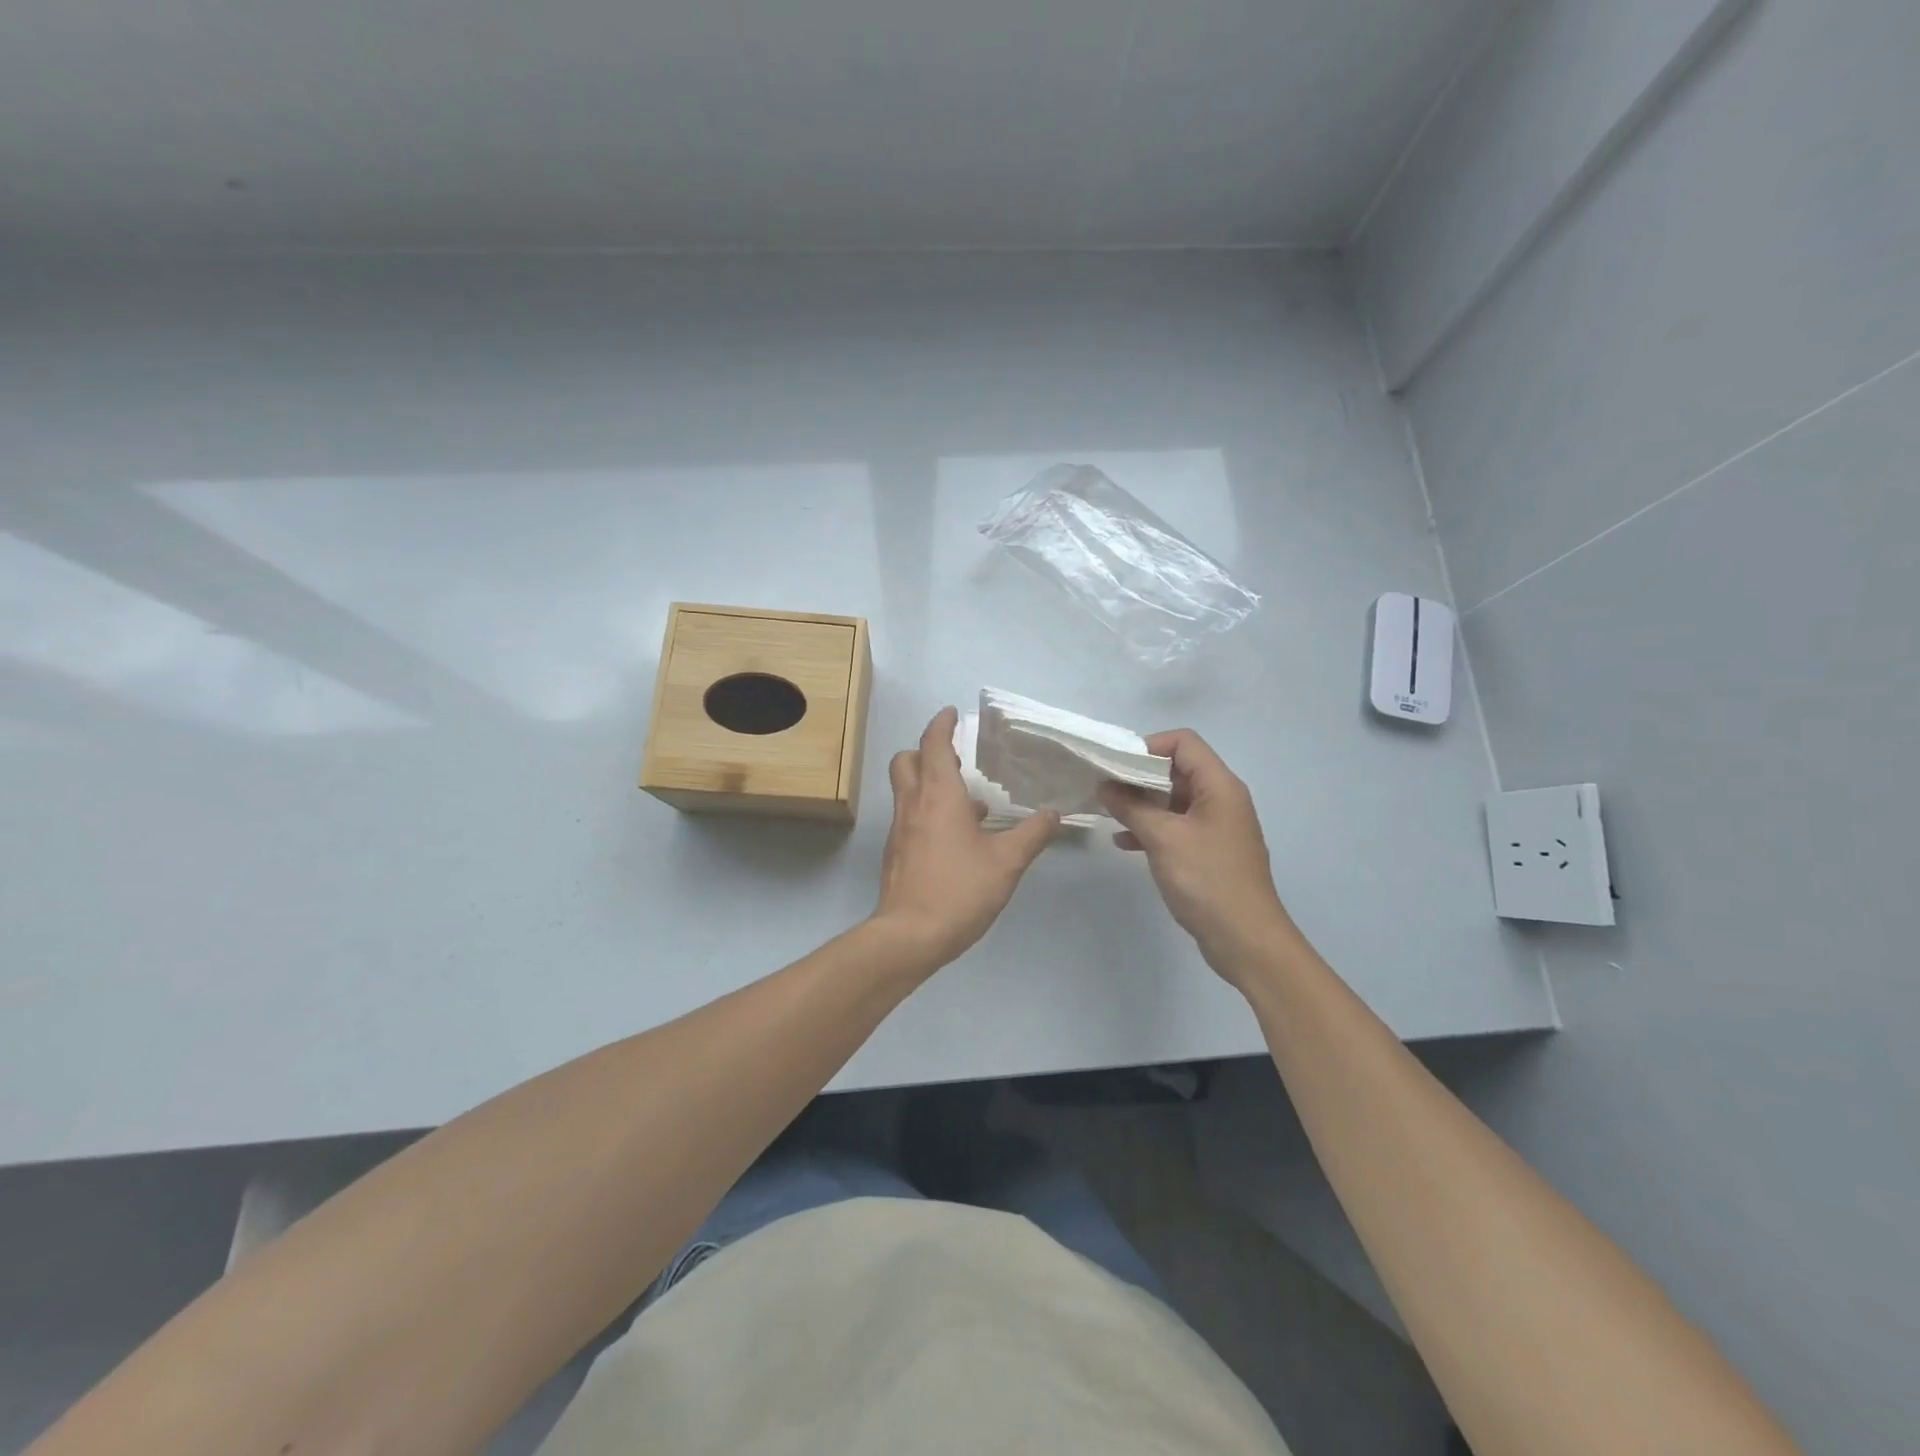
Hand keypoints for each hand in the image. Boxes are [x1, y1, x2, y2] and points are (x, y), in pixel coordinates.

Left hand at [873, 707, 1058, 971]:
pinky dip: (929, 811)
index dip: (942, 724)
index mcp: (938, 795)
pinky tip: (959, 838)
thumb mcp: (1007, 862)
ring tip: (970, 801)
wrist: (910, 936)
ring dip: (930, 783)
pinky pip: (910, 816)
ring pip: (907, 789)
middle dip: (926, 751)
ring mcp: (900, 829)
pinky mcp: (897, 852)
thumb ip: (1032, 834)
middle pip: (907, 760)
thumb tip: (1053, 814)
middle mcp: (913, 804)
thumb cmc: (959, 890)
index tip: (952, 713)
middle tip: (956, 757)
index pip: (933, 744)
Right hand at [1098, 729, 1295, 980]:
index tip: (1116, 766)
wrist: (1245, 939)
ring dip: (1142, 804)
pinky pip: (1177, 826)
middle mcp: (1221, 799)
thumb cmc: (1207, 880)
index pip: (1184, 742)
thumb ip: (1131, 807)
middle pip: (1177, 769)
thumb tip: (1105, 785)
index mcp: (1219, 786)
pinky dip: (1152, 828)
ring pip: (1174, 800)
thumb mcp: (1163, 839)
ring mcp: (1216, 826)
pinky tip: (1124, 843)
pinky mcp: (1209, 851)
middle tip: (1105, 788)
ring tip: (1108, 813)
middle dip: (1139, 776)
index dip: (1149, 746)